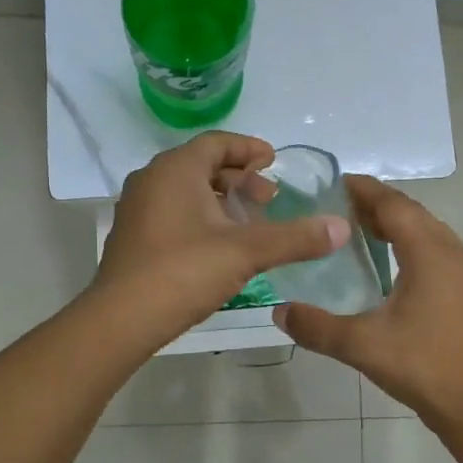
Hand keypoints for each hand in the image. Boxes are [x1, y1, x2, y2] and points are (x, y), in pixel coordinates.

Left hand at [94, 133, 348, 342]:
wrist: (121, 319)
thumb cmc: (183, 271)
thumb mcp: (246, 252)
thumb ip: (295, 237)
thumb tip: (341, 228)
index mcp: (175, 169)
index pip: (217, 143)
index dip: (249, 149)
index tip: (273, 161)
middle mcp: (151, 180)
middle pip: (202, 165)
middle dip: (239, 179)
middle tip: (268, 199)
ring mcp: (137, 209)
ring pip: (186, 191)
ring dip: (220, 200)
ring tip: (249, 223)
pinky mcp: (132, 237)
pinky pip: (172, 212)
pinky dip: (200, 217)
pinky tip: (219, 246)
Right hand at [274, 176, 462, 456]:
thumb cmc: (423, 366)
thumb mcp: (362, 346)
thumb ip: (317, 327)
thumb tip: (279, 311)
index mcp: (429, 253)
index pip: (394, 205)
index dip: (365, 190)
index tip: (336, 182)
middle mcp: (452, 251)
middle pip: (412, 213)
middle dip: (378, 204)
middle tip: (341, 207)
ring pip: (429, 230)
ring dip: (397, 224)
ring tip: (363, 231)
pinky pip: (439, 250)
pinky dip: (413, 243)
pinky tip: (395, 265)